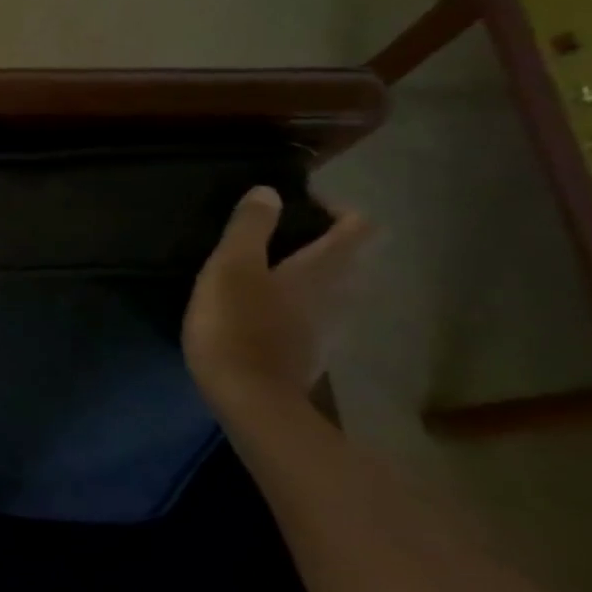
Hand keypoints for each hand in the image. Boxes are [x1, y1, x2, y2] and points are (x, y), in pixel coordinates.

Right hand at [182, 186, 371, 412]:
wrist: (250, 399)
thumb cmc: (238, 324)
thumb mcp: (232, 266)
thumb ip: (250, 227)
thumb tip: (270, 192)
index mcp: (326, 268)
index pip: (359, 225)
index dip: (334, 207)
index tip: (295, 203)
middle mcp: (342, 293)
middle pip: (348, 255)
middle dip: (316, 238)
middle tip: (269, 234)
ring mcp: (331, 326)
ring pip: (331, 285)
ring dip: (304, 271)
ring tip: (259, 268)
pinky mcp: (312, 351)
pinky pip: (313, 312)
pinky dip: (294, 300)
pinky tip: (257, 307)